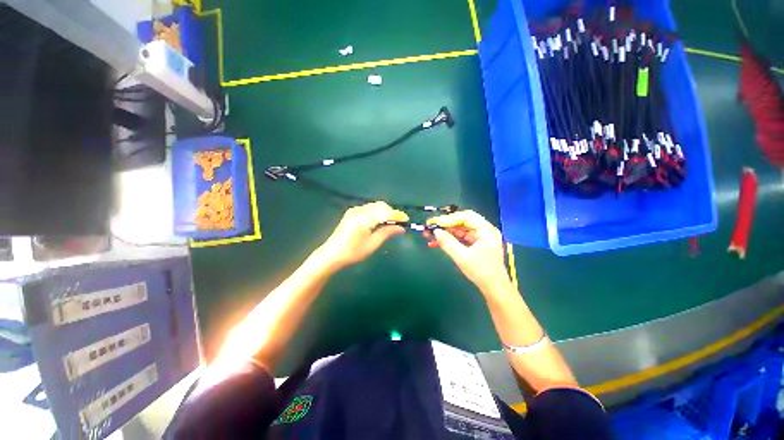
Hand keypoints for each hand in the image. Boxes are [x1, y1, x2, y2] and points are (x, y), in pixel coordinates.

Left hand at [318, 202, 408, 269]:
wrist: (332, 254)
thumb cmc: (352, 253)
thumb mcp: (372, 244)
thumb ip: (387, 233)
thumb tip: (401, 228)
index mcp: (363, 219)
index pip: (384, 212)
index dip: (397, 215)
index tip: (406, 220)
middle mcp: (358, 211)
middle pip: (380, 206)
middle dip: (392, 212)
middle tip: (399, 223)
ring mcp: (354, 210)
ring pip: (375, 206)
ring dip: (385, 211)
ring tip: (391, 223)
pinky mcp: (352, 212)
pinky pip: (369, 208)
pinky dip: (377, 212)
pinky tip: (379, 221)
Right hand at [427, 210, 510, 291]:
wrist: (494, 289)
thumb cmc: (481, 272)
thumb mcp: (462, 257)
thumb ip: (448, 242)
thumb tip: (435, 231)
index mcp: (486, 230)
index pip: (466, 216)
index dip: (449, 218)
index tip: (435, 222)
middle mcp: (484, 230)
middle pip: (462, 222)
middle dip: (445, 225)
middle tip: (431, 226)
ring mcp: (480, 238)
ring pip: (459, 230)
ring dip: (445, 232)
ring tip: (430, 234)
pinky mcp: (476, 245)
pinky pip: (461, 238)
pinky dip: (450, 239)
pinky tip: (437, 242)